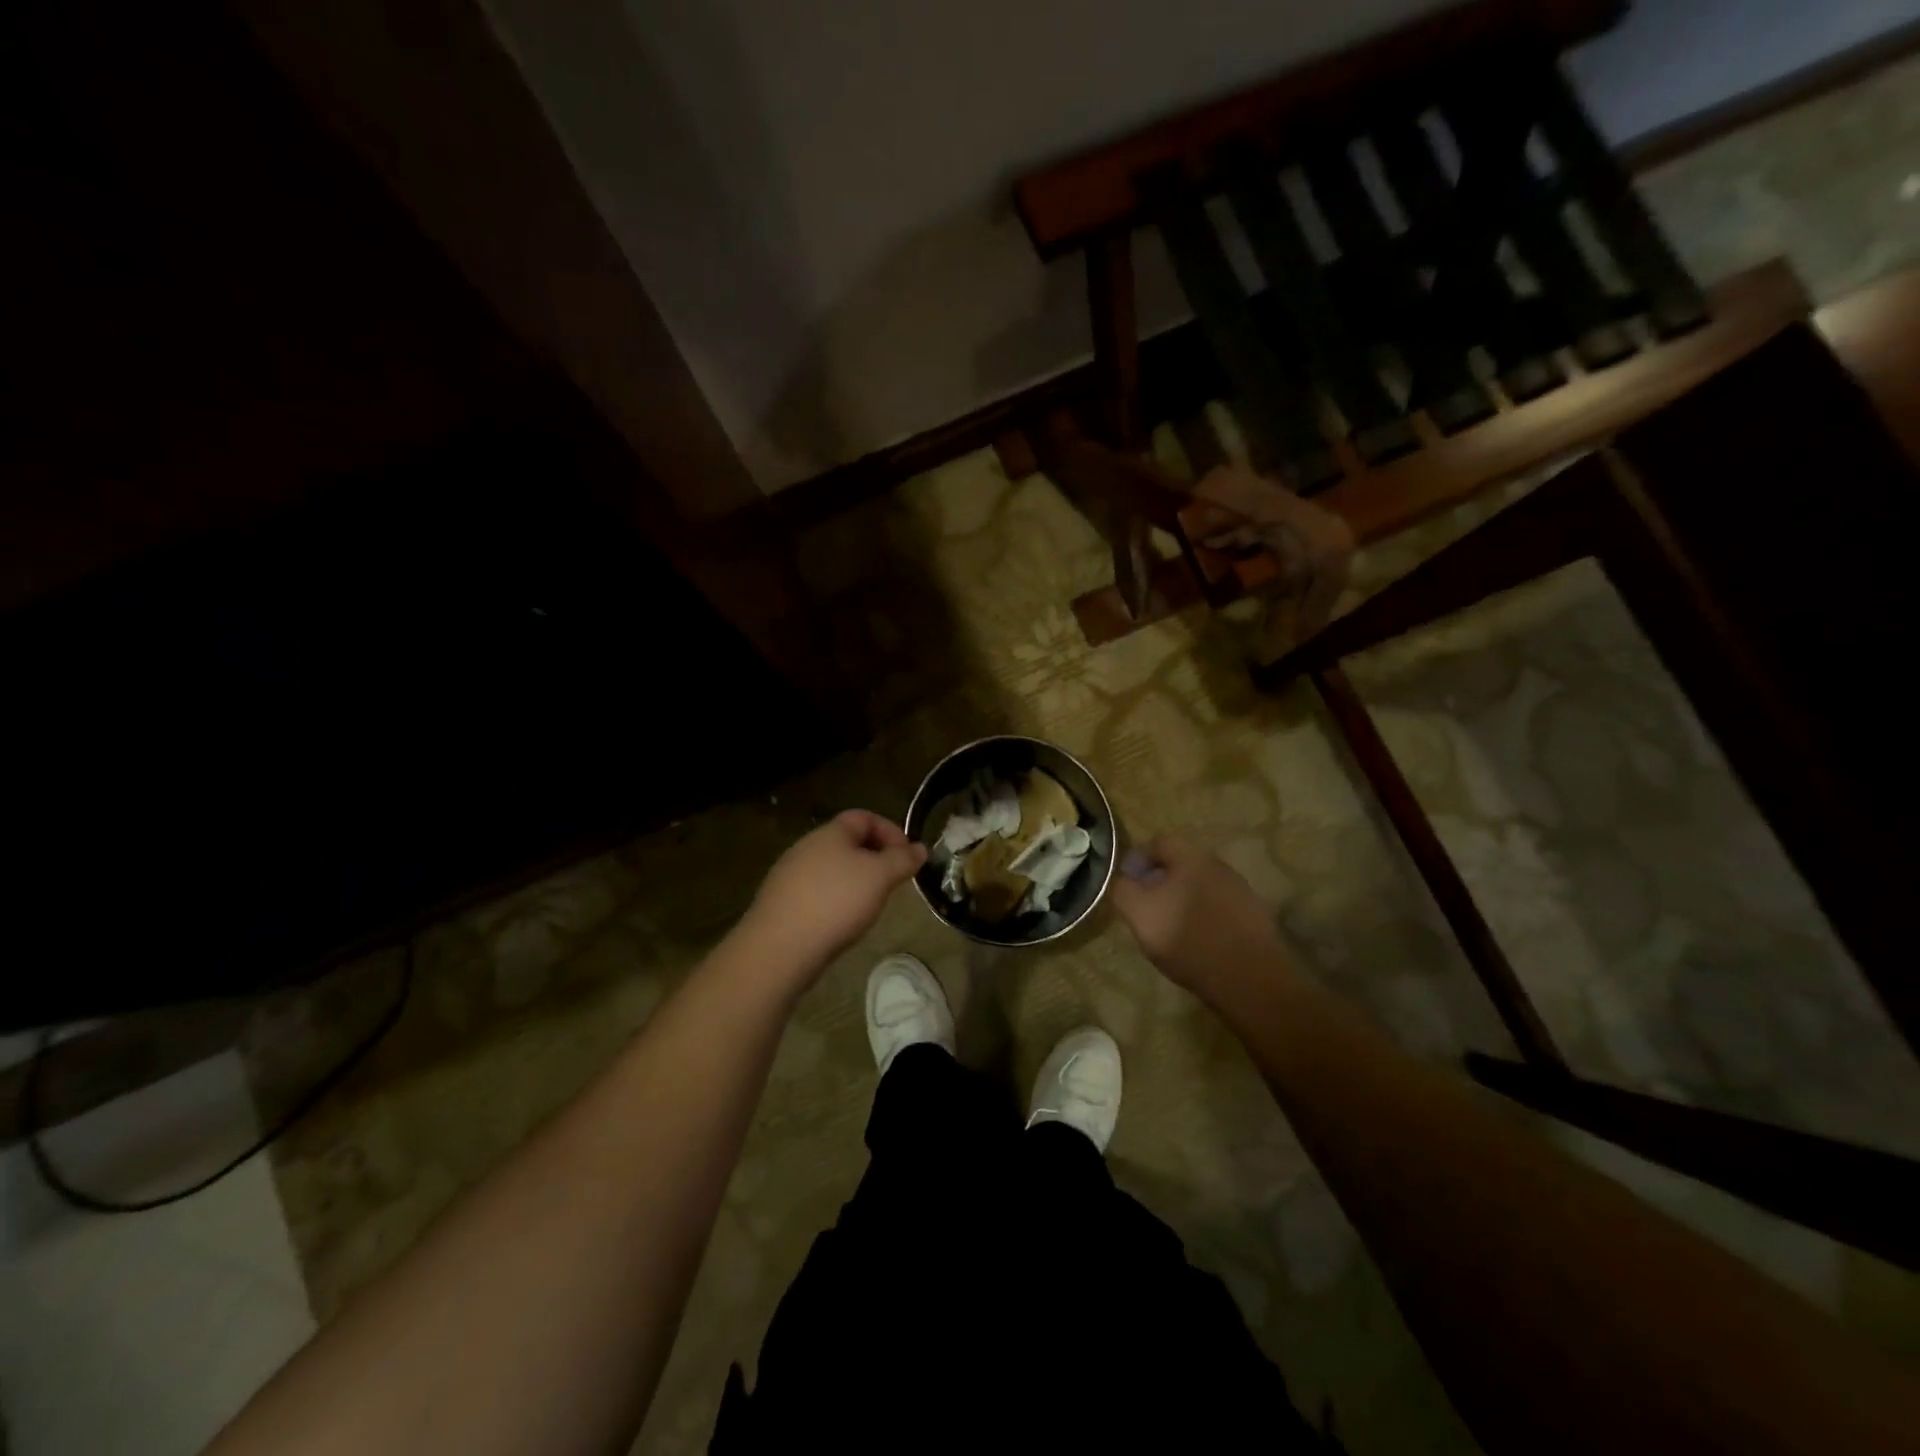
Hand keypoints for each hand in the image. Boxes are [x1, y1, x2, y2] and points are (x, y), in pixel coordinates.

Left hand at [737, 811, 926, 981]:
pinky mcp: (782, 902)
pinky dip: (837, 900)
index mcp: (830, 832)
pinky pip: (818, 892)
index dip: (891, 831)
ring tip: (872, 904)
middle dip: (876, 858)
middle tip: (894, 882)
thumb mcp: (880, 877)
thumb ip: (902, 860)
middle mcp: (807, 847)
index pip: (865, 817)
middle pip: (848, 842)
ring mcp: (790, 875)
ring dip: (857, 880)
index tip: (908, 857)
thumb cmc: (836, 902)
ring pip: (833, 868)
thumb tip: (920, 848)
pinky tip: (842, 922)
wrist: (779, 948)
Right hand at [1109, 836, 1289, 1002]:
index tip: (1126, 884)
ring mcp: (1242, 891)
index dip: (1137, 859)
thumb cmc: (1187, 940)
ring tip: (1170, 927)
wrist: (1249, 980)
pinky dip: (1204, 916)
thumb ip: (1123, 890)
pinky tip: (1198, 941)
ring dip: (1183, 899)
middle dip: (1160, 880)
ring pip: (1202, 885)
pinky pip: (1220, 907)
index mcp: (1192, 858)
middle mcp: (1220, 866)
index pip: (1159, 843)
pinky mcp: (1255, 917)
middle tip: (1145, 906)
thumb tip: (1122, 880)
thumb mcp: (1139, 914)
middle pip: (1182, 864)